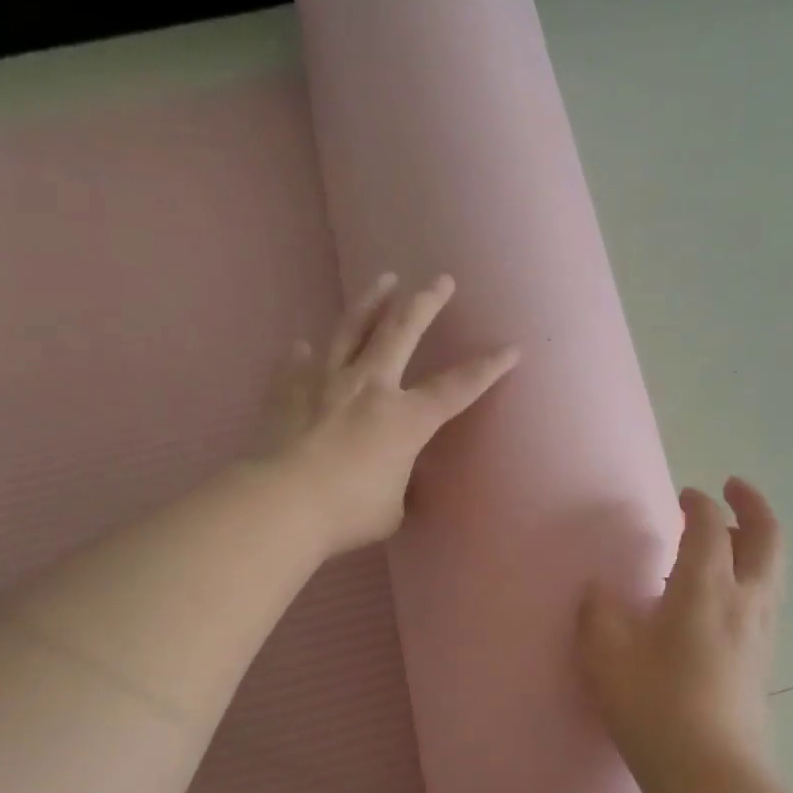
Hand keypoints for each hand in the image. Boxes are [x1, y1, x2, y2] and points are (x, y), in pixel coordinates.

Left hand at [256, 272, 517, 557]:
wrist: (281, 505)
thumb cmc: (348, 512)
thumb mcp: (391, 508)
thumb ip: (398, 485)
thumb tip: (393, 480)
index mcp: (405, 419)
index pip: (457, 388)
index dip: (488, 368)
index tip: (511, 348)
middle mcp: (370, 387)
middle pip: (402, 331)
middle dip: (427, 303)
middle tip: (441, 280)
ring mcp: (325, 383)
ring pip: (351, 329)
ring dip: (372, 302)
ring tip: (385, 280)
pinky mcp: (287, 391)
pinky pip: (297, 364)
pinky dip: (303, 355)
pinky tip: (301, 345)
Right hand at [577, 478, 784, 792]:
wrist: (711, 773)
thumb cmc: (655, 706)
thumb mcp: (607, 655)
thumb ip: (599, 612)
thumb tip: (600, 591)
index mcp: (706, 587)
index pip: (710, 526)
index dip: (698, 505)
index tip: (685, 497)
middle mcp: (744, 600)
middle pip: (767, 538)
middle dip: (753, 506)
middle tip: (734, 488)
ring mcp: (761, 632)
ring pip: (772, 570)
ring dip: (755, 541)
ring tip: (728, 539)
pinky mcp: (764, 661)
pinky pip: (764, 599)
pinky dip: (751, 576)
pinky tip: (721, 597)